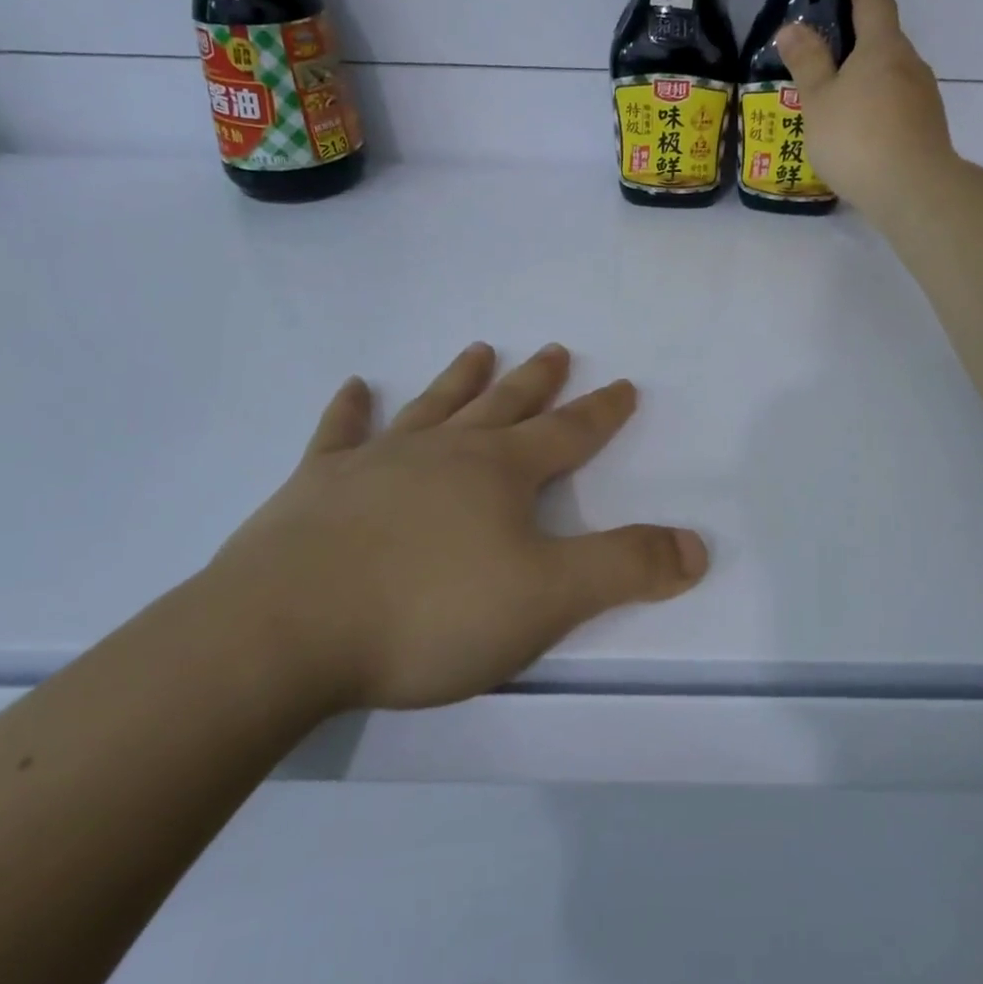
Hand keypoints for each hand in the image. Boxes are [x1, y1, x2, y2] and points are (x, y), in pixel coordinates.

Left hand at [202, 343, 707, 713]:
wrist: (284, 633)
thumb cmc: (428, 614)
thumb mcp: (547, 599)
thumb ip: (626, 569)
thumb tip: (698, 547)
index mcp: (500, 473)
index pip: (567, 434)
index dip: (601, 413)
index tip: (623, 386)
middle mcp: (444, 452)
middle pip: (503, 406)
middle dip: (536, 381)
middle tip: (556, 349)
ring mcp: (377, 462)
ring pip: (432, 407)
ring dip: (460, 379)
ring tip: (480, 349)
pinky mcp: (316, 487)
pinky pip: (339, 434)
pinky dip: (349, 410)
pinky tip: (354, 388)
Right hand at [775, 0, 955, 214]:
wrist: (913, 191)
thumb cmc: (858, 138)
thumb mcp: (819, 100)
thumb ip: (807, 62)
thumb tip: (792, 27)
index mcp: (883, 46)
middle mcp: (909, 63)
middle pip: (883, 36)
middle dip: (855, 33)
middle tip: (821, 43)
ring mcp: (923, 96)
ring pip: (890, 72)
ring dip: (864, 72)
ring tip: (833, 90)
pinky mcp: (926, 127)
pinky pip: (895, 102)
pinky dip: (875, 101)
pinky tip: (855, 125)